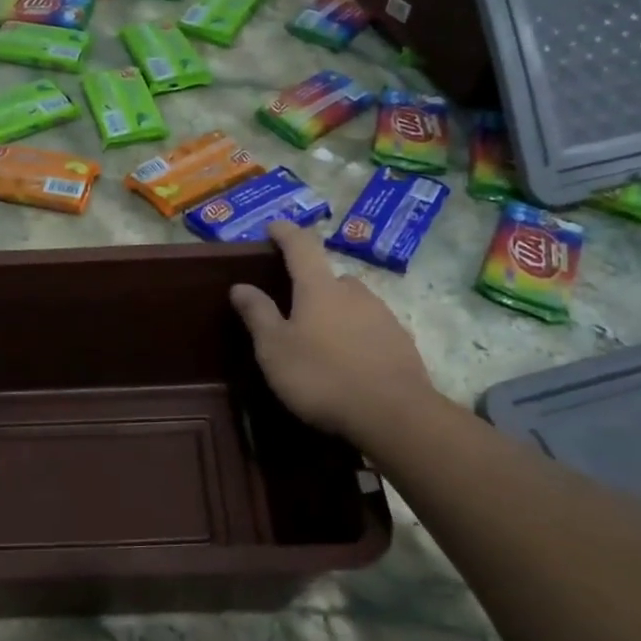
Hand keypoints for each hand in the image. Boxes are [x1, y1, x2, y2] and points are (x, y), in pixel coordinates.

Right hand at [230, 221, 438, 441]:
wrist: (393, 414)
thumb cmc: (321, 376)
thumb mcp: (275, 349)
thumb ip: (257, 314)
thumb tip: (240, 286)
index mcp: (319, 288)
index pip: (301, 246)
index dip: (285, 233)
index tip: (273, 227)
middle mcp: (354, 292)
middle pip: (329, 277)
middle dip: (312, 286)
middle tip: (294, 308)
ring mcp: (383, 315)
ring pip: (352, 303)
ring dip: (336, 312)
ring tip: (321, 341)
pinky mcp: (401, 341)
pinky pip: (371, 327)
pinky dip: (356, 335)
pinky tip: (349, 361)